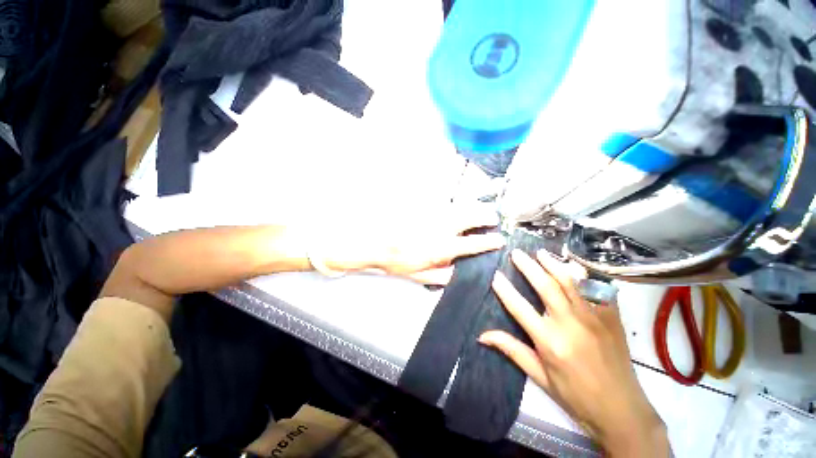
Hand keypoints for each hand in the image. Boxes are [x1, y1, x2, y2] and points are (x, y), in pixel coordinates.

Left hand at [322, 203, 505, 283]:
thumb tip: (456, 274)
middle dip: (486, 216)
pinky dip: (454, 205)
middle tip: (492, 218)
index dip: (489, 242)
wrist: (375, 243)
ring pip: (459, 207)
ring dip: (473, 207)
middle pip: (470, 217)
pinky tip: (456, 207)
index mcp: (441, 247)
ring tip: (480, 209)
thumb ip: (440, 276)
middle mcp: (440, 228)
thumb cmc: (395, 260)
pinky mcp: (423, 207)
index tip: (499, 239)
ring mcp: (432, 215)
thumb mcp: (418, 275)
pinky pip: (443, 203)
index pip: (472, 244)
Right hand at [479, 250, 669, 456]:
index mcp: (550, 341)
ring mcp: (595, 318)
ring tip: (540, 253)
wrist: (622, 410)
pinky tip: (573, 266)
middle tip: (516, 253)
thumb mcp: (539, 376)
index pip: (519, 307)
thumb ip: (511, 350)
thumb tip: (482, 335)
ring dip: (553, 264)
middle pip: (545, 286)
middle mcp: (571, 324)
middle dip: (527, 266)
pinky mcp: (612, 317)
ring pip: (570, 281)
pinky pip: (596, 288)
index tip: (495, 276)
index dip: (504, 289)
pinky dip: (583, 274)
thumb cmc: (576, 397)